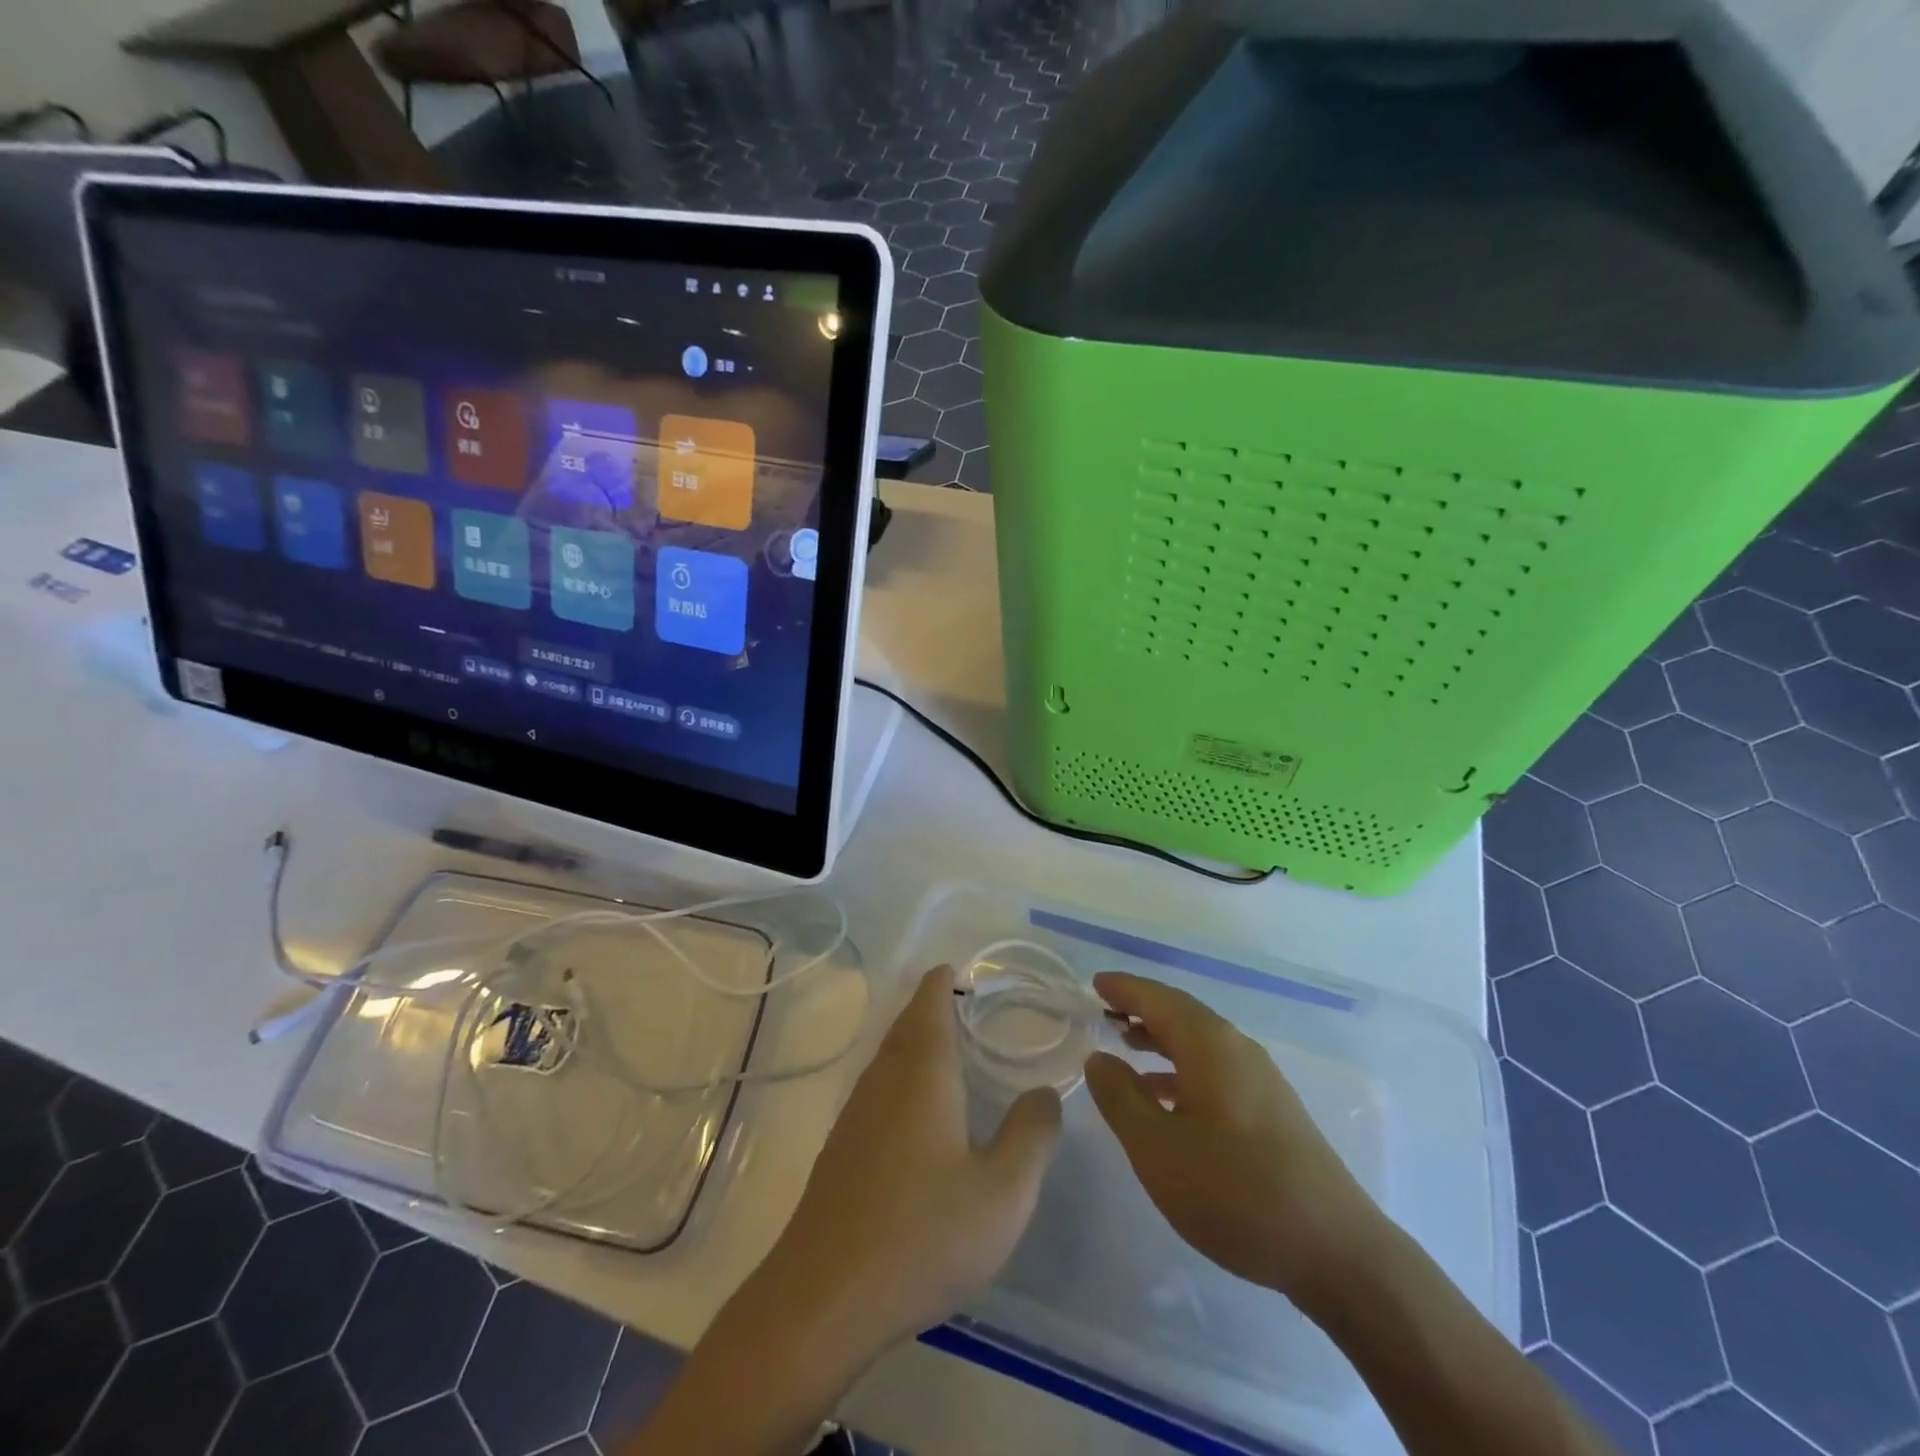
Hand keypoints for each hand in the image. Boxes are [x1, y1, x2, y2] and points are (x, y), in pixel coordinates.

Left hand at [761, 965, 1063, 1363]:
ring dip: (915, 1043)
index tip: (959, 970)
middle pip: (906, 1026)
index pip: (929, 1003)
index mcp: (921, 1073)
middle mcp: (883, 1080)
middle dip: (930, 1007)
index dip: (942, 981)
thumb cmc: (922, 1234)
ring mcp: (855, 1115)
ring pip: (888, 1059)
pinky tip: (918, 1115)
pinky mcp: (840, 1151)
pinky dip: (902, 1079)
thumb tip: (1044, 1093)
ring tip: (948, 1051)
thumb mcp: (1003, 1193)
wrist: (824, 1298)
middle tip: (963, 1005)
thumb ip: (1031, 1135)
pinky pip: (878, 1091)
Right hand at [1084, 972, 1382, 1314]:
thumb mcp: (1158, 1150)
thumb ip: (1120, 1098)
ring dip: (1161, 1037)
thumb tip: (1099, 1058)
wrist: (1336, 1251)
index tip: (1094, 983)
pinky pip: (1215, 1067)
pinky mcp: (1273, 1109)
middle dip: (1141, 1008)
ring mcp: (1261, 1079)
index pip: (1158, 999)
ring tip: (1126, 1045)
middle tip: (1103, 1010)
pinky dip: (1182, 1066)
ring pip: (1199, 1041)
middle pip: (1181, 1013)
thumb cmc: (1236, 1193)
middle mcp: (1238, 1048)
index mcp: (1210, 1045)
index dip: (1124, 988)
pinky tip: (1165, 1097)